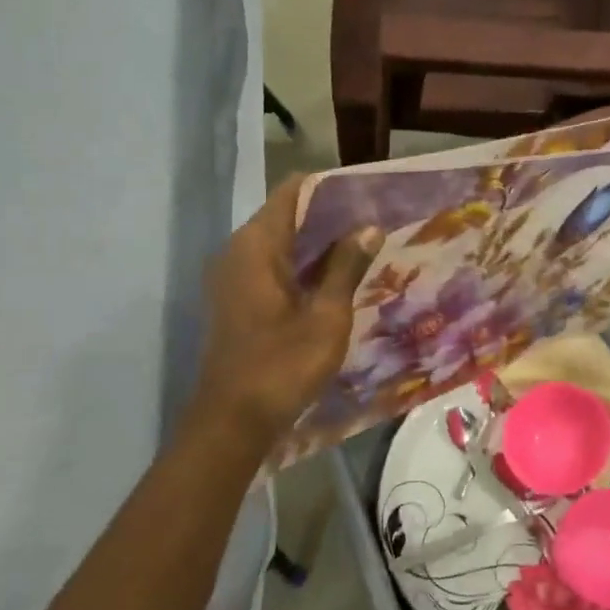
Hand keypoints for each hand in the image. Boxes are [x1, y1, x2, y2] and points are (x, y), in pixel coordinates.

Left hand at [190, 176, 377, 442]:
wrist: (233, 421)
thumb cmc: (282, 365)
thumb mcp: (326, 315)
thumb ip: (346, 267)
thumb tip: (368, 226)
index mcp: (256, 246)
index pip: (292, 192)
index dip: (329, 187)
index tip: (368, 192)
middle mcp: (238, 252)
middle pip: (287, 216)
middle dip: (330, 217)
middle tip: (376, 221)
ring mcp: (233, 278)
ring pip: (281, 244)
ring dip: (319, 244)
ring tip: (366, 246)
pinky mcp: (237, 300)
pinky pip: (274, 268)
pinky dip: (304, 267)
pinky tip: (338, 279)